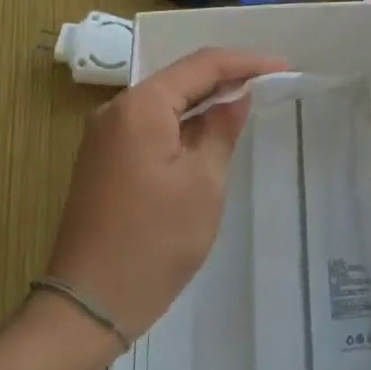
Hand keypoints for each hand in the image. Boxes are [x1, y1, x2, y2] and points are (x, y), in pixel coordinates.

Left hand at [45, 48, 284, 340]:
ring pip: (165, 102)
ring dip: (204, 101)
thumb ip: (221, 129)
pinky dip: (183, 123)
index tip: (282, 66)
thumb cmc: (154, 242)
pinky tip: (209, 131)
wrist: (88, 306)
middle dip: (225, 78)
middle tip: (270, 81)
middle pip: (180, 79)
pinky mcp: (104, 159)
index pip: (201, 65)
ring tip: (248, 100)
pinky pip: (151, 125)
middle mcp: (117, 110)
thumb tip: (237, 97)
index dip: (245, 62)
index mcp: (140, 106)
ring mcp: (106, 135)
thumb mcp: (203, 183)